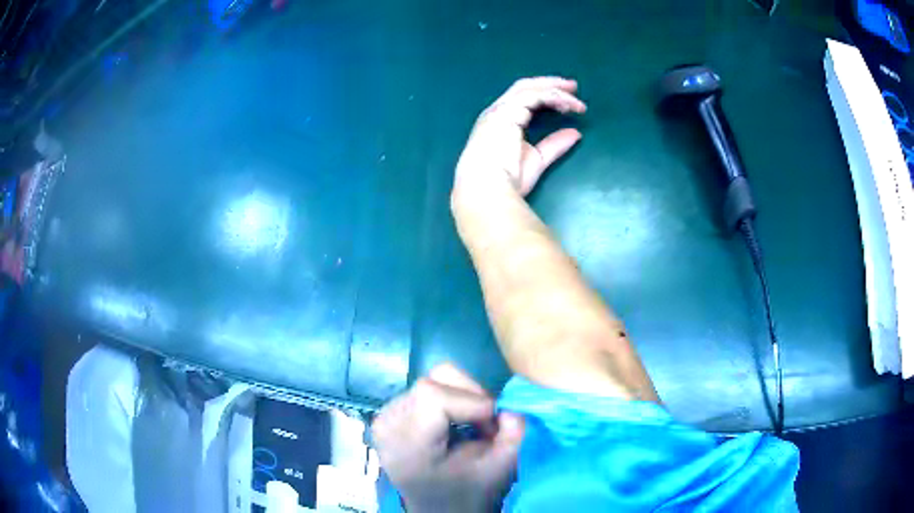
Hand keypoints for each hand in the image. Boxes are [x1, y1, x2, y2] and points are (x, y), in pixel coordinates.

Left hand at [372, 363, 524, 512]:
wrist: (438, 510)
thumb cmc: (466, 494)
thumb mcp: (499, 470)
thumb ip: (513, 435)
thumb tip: (510, 405)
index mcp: (406, 444)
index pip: (432, 395)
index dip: (472, 401)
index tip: (493, 424)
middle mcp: (387, 423)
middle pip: (433, 381)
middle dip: (471, 397)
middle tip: (486, 426)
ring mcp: (385, 416)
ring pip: (433, 380)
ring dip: (462, 398)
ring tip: (471, 427)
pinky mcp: (390, 412)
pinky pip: (426, 390)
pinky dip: (450, 400)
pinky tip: (454, 426)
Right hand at [454, 77, 586, 197]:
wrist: (487, 188)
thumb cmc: (506, 179)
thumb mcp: (537, 159)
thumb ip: (554, 145)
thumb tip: (576, 133)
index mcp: (501, 121)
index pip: (524, 99)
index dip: (546, 95)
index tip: (568, 101)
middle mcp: (498, 111)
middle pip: (525, 87)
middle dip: (550, 84)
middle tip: (573, 86)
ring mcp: (500, 110)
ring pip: (530, 89)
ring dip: (556, 92)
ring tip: (577, 104)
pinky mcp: (505, 111)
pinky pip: (533, 97)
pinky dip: (552, 98)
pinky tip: (567, 106)